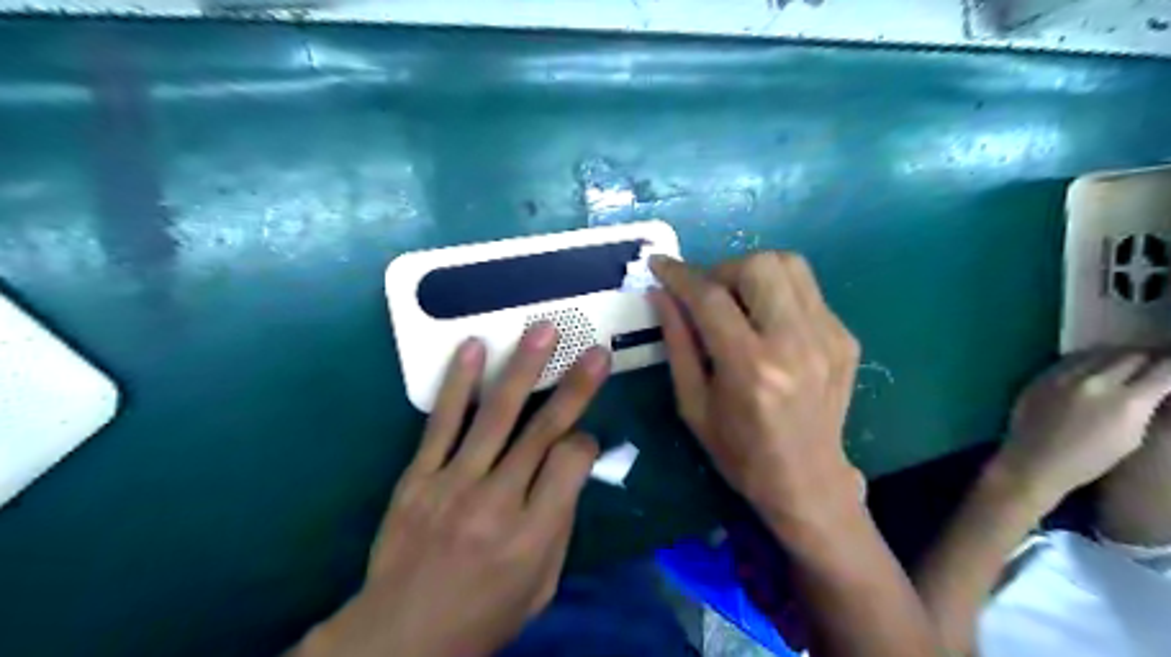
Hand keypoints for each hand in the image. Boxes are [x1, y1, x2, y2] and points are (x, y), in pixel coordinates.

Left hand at [293, 326, 607, 656]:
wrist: (399, 637)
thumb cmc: (483, 616)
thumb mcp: (541, 587)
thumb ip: (560, 524)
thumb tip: (572, 470)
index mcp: (534, 533)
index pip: (572, 463)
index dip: (586, 442)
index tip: (585, 438)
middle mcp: (497, 501)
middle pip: (543, 430)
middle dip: (574, 386)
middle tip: (594, 350)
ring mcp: (453, 483)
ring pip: (495, 415)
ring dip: (522, 368)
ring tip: (541, 330)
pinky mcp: (418, 476)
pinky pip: (441, 422)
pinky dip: (458, 383)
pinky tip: (473, 348)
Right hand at [651, 253, 856, 526]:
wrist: (809, 481)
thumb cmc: (739, 451)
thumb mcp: (692, 404)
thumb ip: (676, 343)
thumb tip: (660, 294)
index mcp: (750, 368)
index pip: (711, 298)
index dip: (680, 275)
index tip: (659, 264)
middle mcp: (795, 343)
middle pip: (759, 265)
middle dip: (722, 269)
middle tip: (707, 294)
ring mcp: (828, 337)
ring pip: (790, 264)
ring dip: (753, 272)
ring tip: (737, 300)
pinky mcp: (845, 337)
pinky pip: (806, 290)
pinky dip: (777, 293)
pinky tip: (766, 322)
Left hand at [990, 349, 1170, 506]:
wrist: (1033, 461)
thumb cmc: (1089, 460)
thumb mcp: (1133, 437)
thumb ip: (1146, 406)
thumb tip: (1158, 386)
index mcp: (1126, 402)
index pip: (1164, 370)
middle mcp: (1094, 382)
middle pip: (1132, 355)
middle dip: (1149, 358)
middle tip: (1155, 364)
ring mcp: (1063, 376)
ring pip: (1101, 352)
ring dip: (1118, 356)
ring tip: (1127, 363)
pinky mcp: (1041, 375)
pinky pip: (1073, 358)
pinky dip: (1090, 359)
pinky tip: (1095, 366)